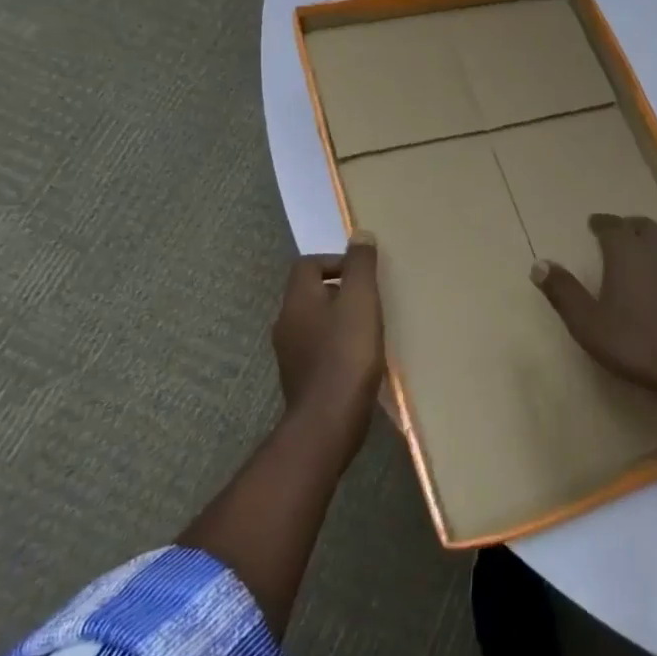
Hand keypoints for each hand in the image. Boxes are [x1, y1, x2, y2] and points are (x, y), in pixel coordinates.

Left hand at [270, 233, 383, 453]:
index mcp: (297, 299)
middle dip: (340, 291)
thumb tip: (360, 234)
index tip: (362, 275)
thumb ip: (361, 265)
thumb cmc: (347, 353)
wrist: (329, 420)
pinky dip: (336, 345)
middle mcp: (286, 323)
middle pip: (309, 293)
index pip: (307, 264)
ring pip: (314, 322)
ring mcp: (290, 354)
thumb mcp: (362, 300)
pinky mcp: (300, 379)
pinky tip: (359, 358)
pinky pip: (318, 349)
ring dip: (338, 319)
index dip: (334, 262)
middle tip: (370, 300)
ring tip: (369, 328)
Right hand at [531, 214, 656, 412]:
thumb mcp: (590, 325)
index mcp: (628, 253)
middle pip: (643, 227)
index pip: (612, 226)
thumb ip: (564, 293)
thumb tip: (538, 264)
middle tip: (618, 231)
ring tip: (641, 255)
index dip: (601, 223)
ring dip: (651, 244)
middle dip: (628, 226)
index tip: (593, 223)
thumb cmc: (641, 345)